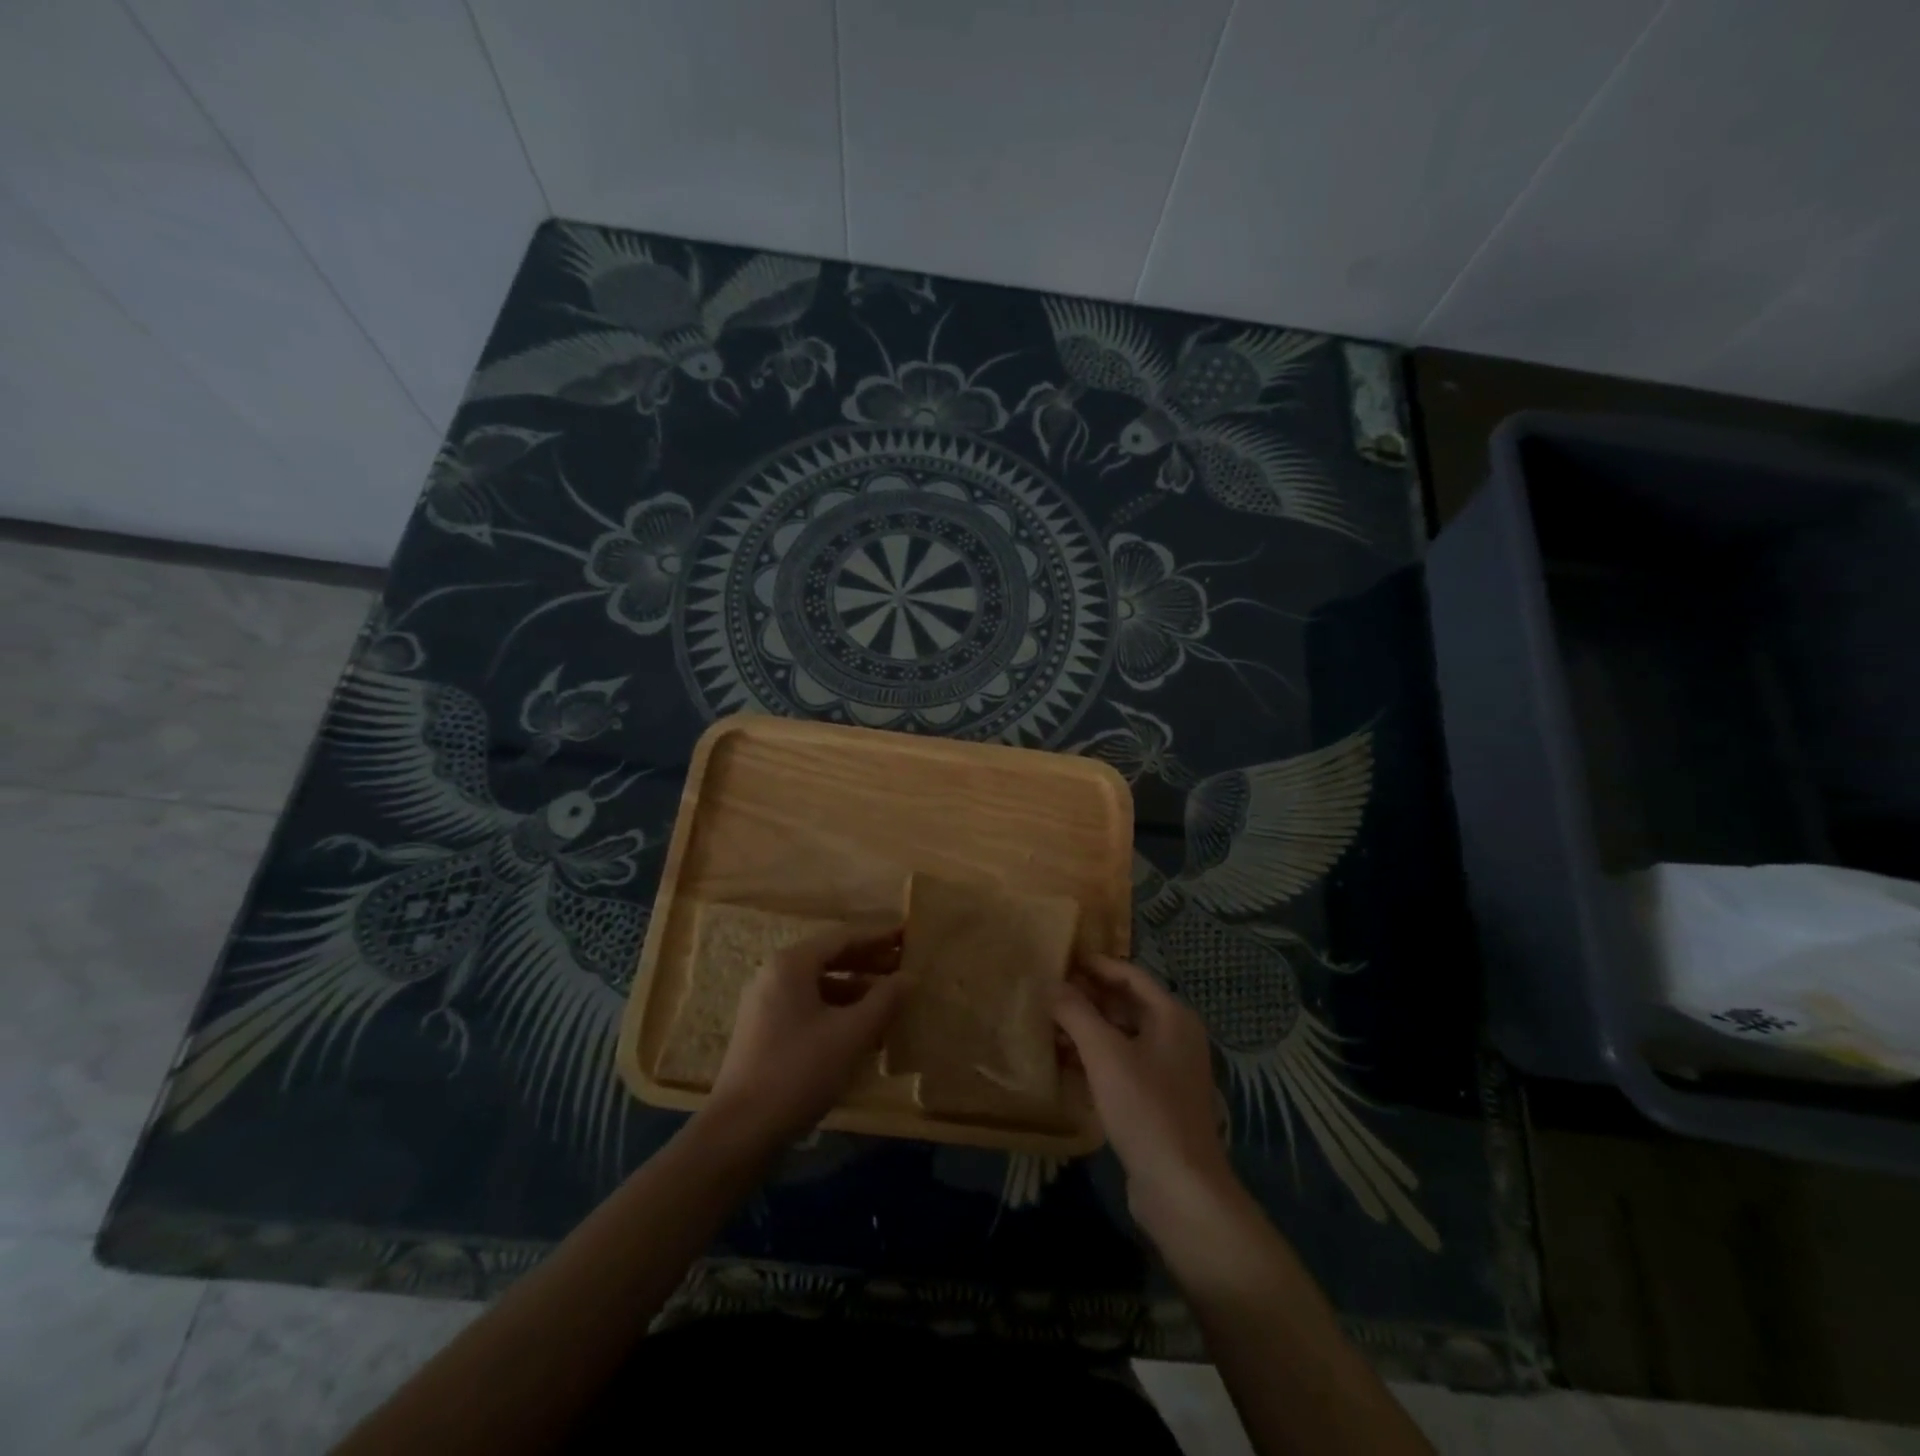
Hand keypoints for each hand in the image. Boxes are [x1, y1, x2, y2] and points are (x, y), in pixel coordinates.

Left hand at [705, 923, 906, 1146]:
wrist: (740, 1131)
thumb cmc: (799, 1071)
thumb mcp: (851, 1034)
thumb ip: (885, 1000)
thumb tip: (910, 976)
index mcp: (791, 964)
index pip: (843, 938)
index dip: (879, 937)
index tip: (908, 936)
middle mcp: (775, 975)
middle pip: (830, 959)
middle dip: (869, 964)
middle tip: (905, 967)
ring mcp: (766, 1004)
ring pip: (820, 986)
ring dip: (856, 991)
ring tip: (891, 1002)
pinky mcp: (765, 1032)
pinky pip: (809, 1008)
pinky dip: (838, 1011)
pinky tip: (863, 1031)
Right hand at [1053, 954, 1231, 1213]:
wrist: (1180, 1188)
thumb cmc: (1145, 1108)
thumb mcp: (1104, 1053)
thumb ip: (1076, 1012)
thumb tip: (1051, 983)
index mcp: (1172, 1016)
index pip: (1129, 974)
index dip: (1095, 965)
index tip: (1060, 960)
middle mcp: (1175, 1036)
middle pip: (1125, 1003)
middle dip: (1087, 998)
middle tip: (1047, 992)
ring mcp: (1167, 1070)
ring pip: (1121, 1035)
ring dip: (1087, 1029)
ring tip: (1048, 1025)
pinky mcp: (1156, 1099)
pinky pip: (1121, 1064)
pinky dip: (1095, 1057)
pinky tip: (1064, 1062)